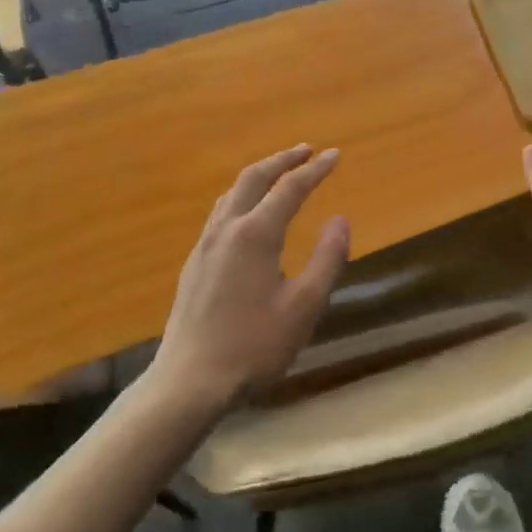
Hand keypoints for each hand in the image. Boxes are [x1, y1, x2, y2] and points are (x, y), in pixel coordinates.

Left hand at [147, 144, 350, 413]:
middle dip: (282, 160)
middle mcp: (227, 229)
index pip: (290, 188)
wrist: (190, 380)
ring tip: (278, 174)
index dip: (315, 169)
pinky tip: (248, 215)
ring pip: (232, 193)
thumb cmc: (255, 345)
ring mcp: (205, 245)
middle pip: (254, 178)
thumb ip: (327, 258)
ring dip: (259, 176)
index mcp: (256, 234)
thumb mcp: (304, 306)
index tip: (335, 154)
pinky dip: (242, 197)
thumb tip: (341, 219)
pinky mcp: (195, 263)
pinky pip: (221, 213)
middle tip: (306, 150)